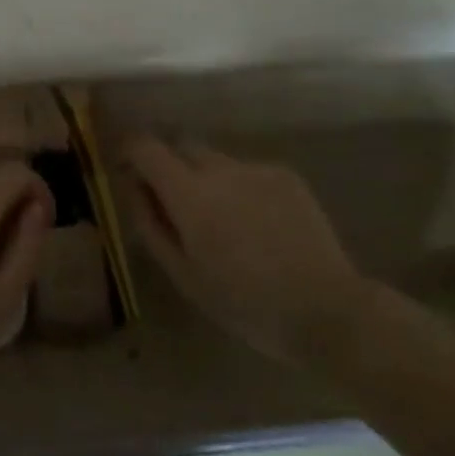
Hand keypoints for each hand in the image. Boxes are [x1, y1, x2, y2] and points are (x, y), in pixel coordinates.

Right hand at [125, 138, 373, 364]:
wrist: (327, 309)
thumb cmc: (245, 303)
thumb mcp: (184, 275)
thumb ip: (151, 225)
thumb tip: (134, 188)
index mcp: (189, 193)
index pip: (145, 147)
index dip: (130, 151)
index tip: (127, 170)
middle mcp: (220, 168)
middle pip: (181, 146)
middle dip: (170, 165)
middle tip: (176, 205)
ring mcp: (256, 168)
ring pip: (216, 160)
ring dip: (207, 179)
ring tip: (224, 223)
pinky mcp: (286, 175)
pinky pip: (248, 172)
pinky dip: (240, 189)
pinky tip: (258, 226)